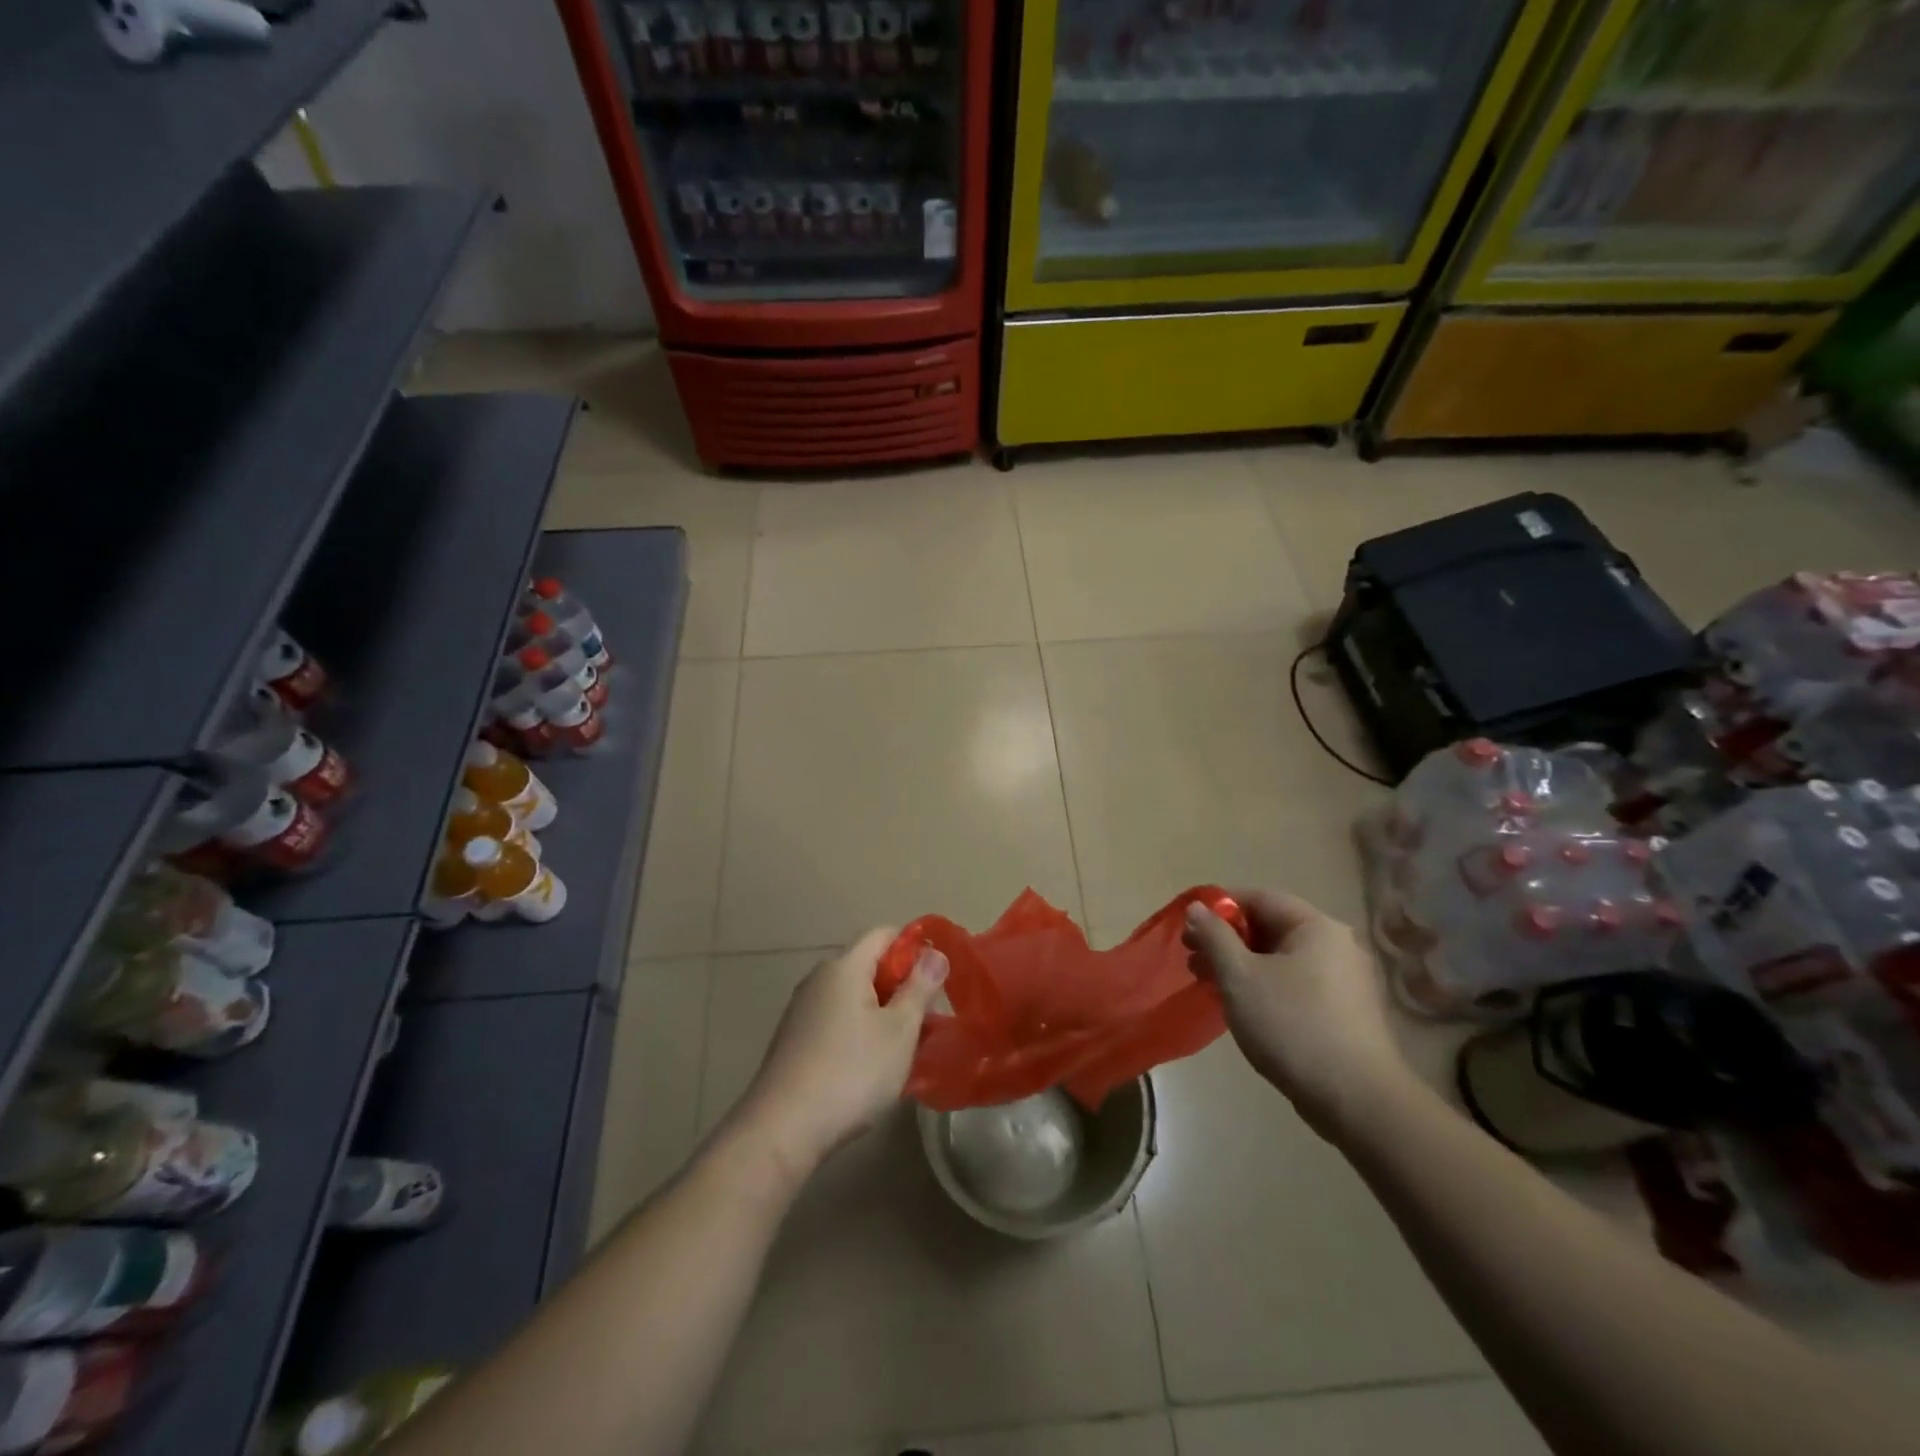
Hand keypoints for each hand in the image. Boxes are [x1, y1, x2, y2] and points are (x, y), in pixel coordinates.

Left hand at [733, 928, 947, 1178]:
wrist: (782, 1129)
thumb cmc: (851, 1073)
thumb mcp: (899, 1030)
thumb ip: (920, 987)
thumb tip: (936, 953)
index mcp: (844, 967)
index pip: (883, 934)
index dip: (913, 947)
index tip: (935, 978)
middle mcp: (818, 979)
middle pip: (867, 965)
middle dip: (899, 985)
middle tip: (926, 1018)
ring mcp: (801, 1010)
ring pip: (852, 996)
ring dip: (880, 1011)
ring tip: (903, 1047)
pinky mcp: (793, 1040)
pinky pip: (835, 1019)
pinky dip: (858, 1031)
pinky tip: (869, 1066)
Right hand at [1183, 889, 1412, 1140]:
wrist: (1357, 1100)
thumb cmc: (1292, 1025)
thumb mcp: (1239, 976)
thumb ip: (1214, 936)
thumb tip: (1197, 908)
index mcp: (1316, 927)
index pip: (1260, 897)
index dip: (1220, 906)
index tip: (1189, 927)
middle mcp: (1336, 945)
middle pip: (1271, 927)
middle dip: (1226, 940)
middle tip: (1192, 958)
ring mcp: (1344, 980)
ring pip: (1280, 959)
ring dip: (1241, 965)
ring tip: (1208, 984)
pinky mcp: (1345, 1012)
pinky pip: (1295, 983)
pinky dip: (1264, 986)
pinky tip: (1242, 1007)